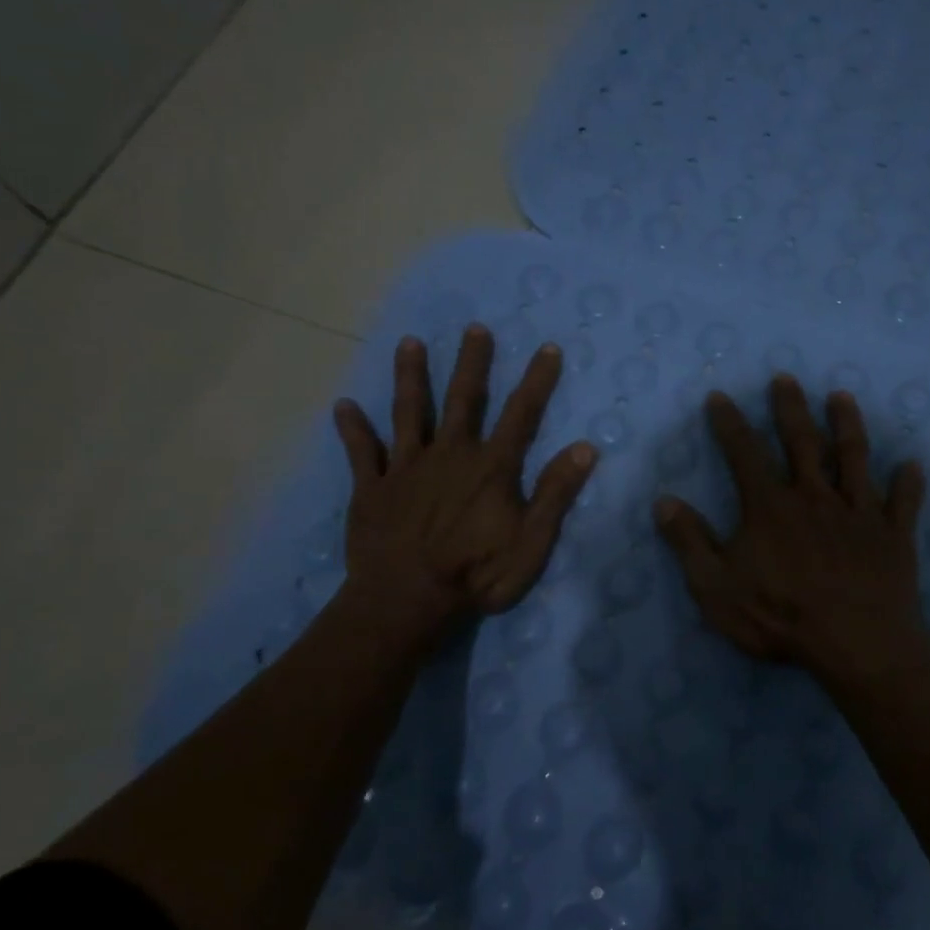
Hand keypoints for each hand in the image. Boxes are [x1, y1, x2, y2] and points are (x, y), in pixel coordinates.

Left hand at [332, 324, 596, 647]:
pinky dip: (353, 429)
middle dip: (471, 362)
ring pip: (408, 412)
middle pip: (462, 399)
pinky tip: (343, 406)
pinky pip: (361, 453)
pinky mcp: (372, 488)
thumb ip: (556, 493)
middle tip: (474, 328)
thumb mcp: (531, 541)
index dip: (537, 380)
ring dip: (410, 377)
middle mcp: (449, 454)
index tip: (547, 348)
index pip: (521, 414)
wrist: (405, 601)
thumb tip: (586, 447)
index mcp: (490, 467)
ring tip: (409, 343)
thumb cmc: (476, 574)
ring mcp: (406, 468)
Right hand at [654, 375, 926, 678]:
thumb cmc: (780, 616)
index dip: (729, 423)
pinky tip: (912, 465)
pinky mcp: (893, 535)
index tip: (720, 397)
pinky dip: (908, 483)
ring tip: (842, 397)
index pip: (744, 453)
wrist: (855, 644)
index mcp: (770, 506)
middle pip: (801, 441)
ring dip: (847, 425)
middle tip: (786, 377)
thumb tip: (664, 501)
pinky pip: (903, 502)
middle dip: (790, 407)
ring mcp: (858, 512)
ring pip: (853, 457)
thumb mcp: (715, 587)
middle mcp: (815, 496)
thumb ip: (689, 542)